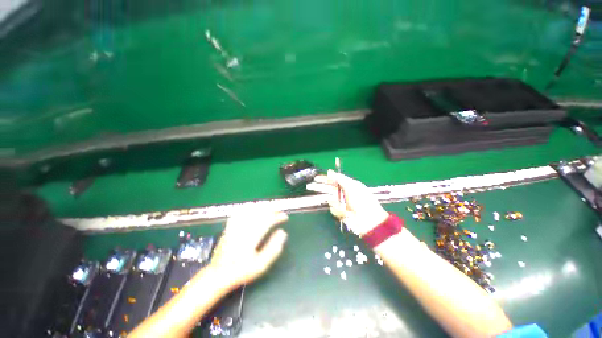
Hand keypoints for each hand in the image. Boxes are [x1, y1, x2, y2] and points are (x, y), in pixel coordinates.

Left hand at [209, 210, 288, 287]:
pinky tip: (252, 209)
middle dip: (272, 210)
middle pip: (260, 213)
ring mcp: (235, 227)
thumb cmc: (241, 271)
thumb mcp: (261, 265)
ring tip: (270, 210)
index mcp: (252, 237)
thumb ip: (273, 248)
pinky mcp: (229, 227)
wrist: (218, 275)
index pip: (268, 220)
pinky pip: (239, 213)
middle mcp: (244, 228)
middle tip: (279, 212)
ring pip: (250, 211)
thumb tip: (283, 233)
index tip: (285, 217)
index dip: (278, 216)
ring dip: (262, 208)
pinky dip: (247, 209)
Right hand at [310, 170, 388, 235]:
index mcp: (348, 185)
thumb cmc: (362, 201)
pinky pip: (333, 209)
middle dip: (321, 188)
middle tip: (310, 186)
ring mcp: (342, 203)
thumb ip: (339, 178)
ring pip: (330, 200)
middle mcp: (344, 193)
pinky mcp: (341, 213)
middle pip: (329, 189)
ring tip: (344, 207)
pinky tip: (346, 213)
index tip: (316, 178)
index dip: (325, 179)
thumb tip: (329, 171)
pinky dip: (339, 211)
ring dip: (336, 204)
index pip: (334, 180)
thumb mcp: (352, 186)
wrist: (369, 221)